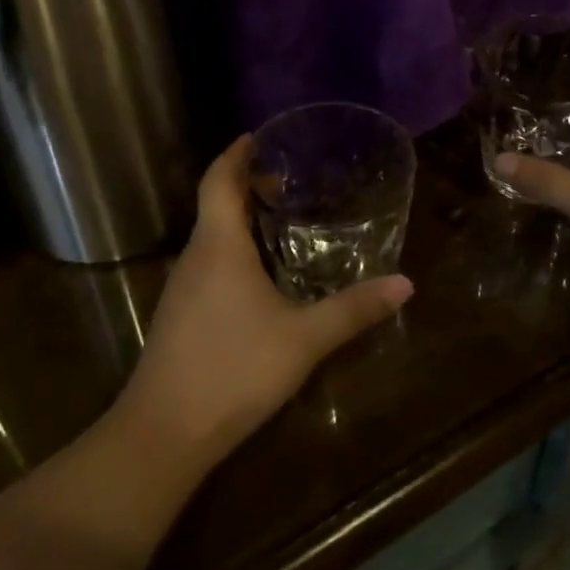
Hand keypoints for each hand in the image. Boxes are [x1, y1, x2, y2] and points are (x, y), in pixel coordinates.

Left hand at [113, 136, 412, 477]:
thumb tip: (405, 284)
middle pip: (215, 204)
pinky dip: (233, 250)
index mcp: (219, 246)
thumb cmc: (234, 370)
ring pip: (210, 236)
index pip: (220, 180)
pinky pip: (207, 263)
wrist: (164, 433)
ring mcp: (182, 288)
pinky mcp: (179, 316)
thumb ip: (354, 309)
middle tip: (289, 180)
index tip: (260, 136)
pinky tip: (261, 276)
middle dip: (247, 185)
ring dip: (239, 219)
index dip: (237, 154)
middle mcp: (195, 257)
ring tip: (281, 219)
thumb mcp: (304, 339)